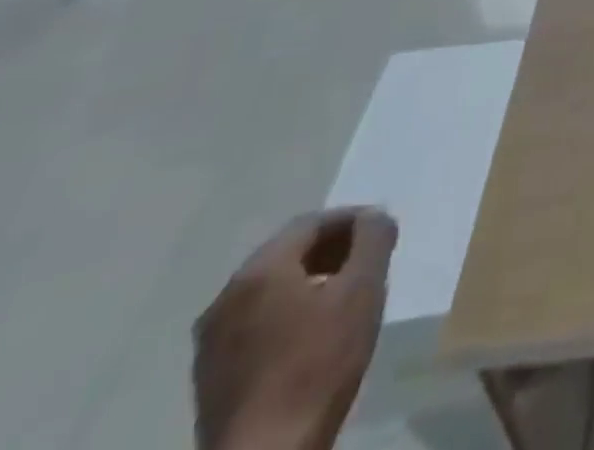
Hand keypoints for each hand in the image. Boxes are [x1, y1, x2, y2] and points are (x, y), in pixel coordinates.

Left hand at [193, 208, 397, 449]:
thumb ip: (373, 240)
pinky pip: (256, 322)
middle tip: (368, 260)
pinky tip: (314, 334)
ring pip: (270, 290)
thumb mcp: (363, 289)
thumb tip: (374, 216)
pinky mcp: (211, 377)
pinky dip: (289, 312)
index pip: (311, 223)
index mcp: (259, 271)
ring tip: (346, 296)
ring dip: (310, 281)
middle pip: (286, 254)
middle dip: (331, 250)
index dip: (352, 220)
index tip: (382, 232)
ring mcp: (211, 342)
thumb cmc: (318, 363)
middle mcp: (226, 297)